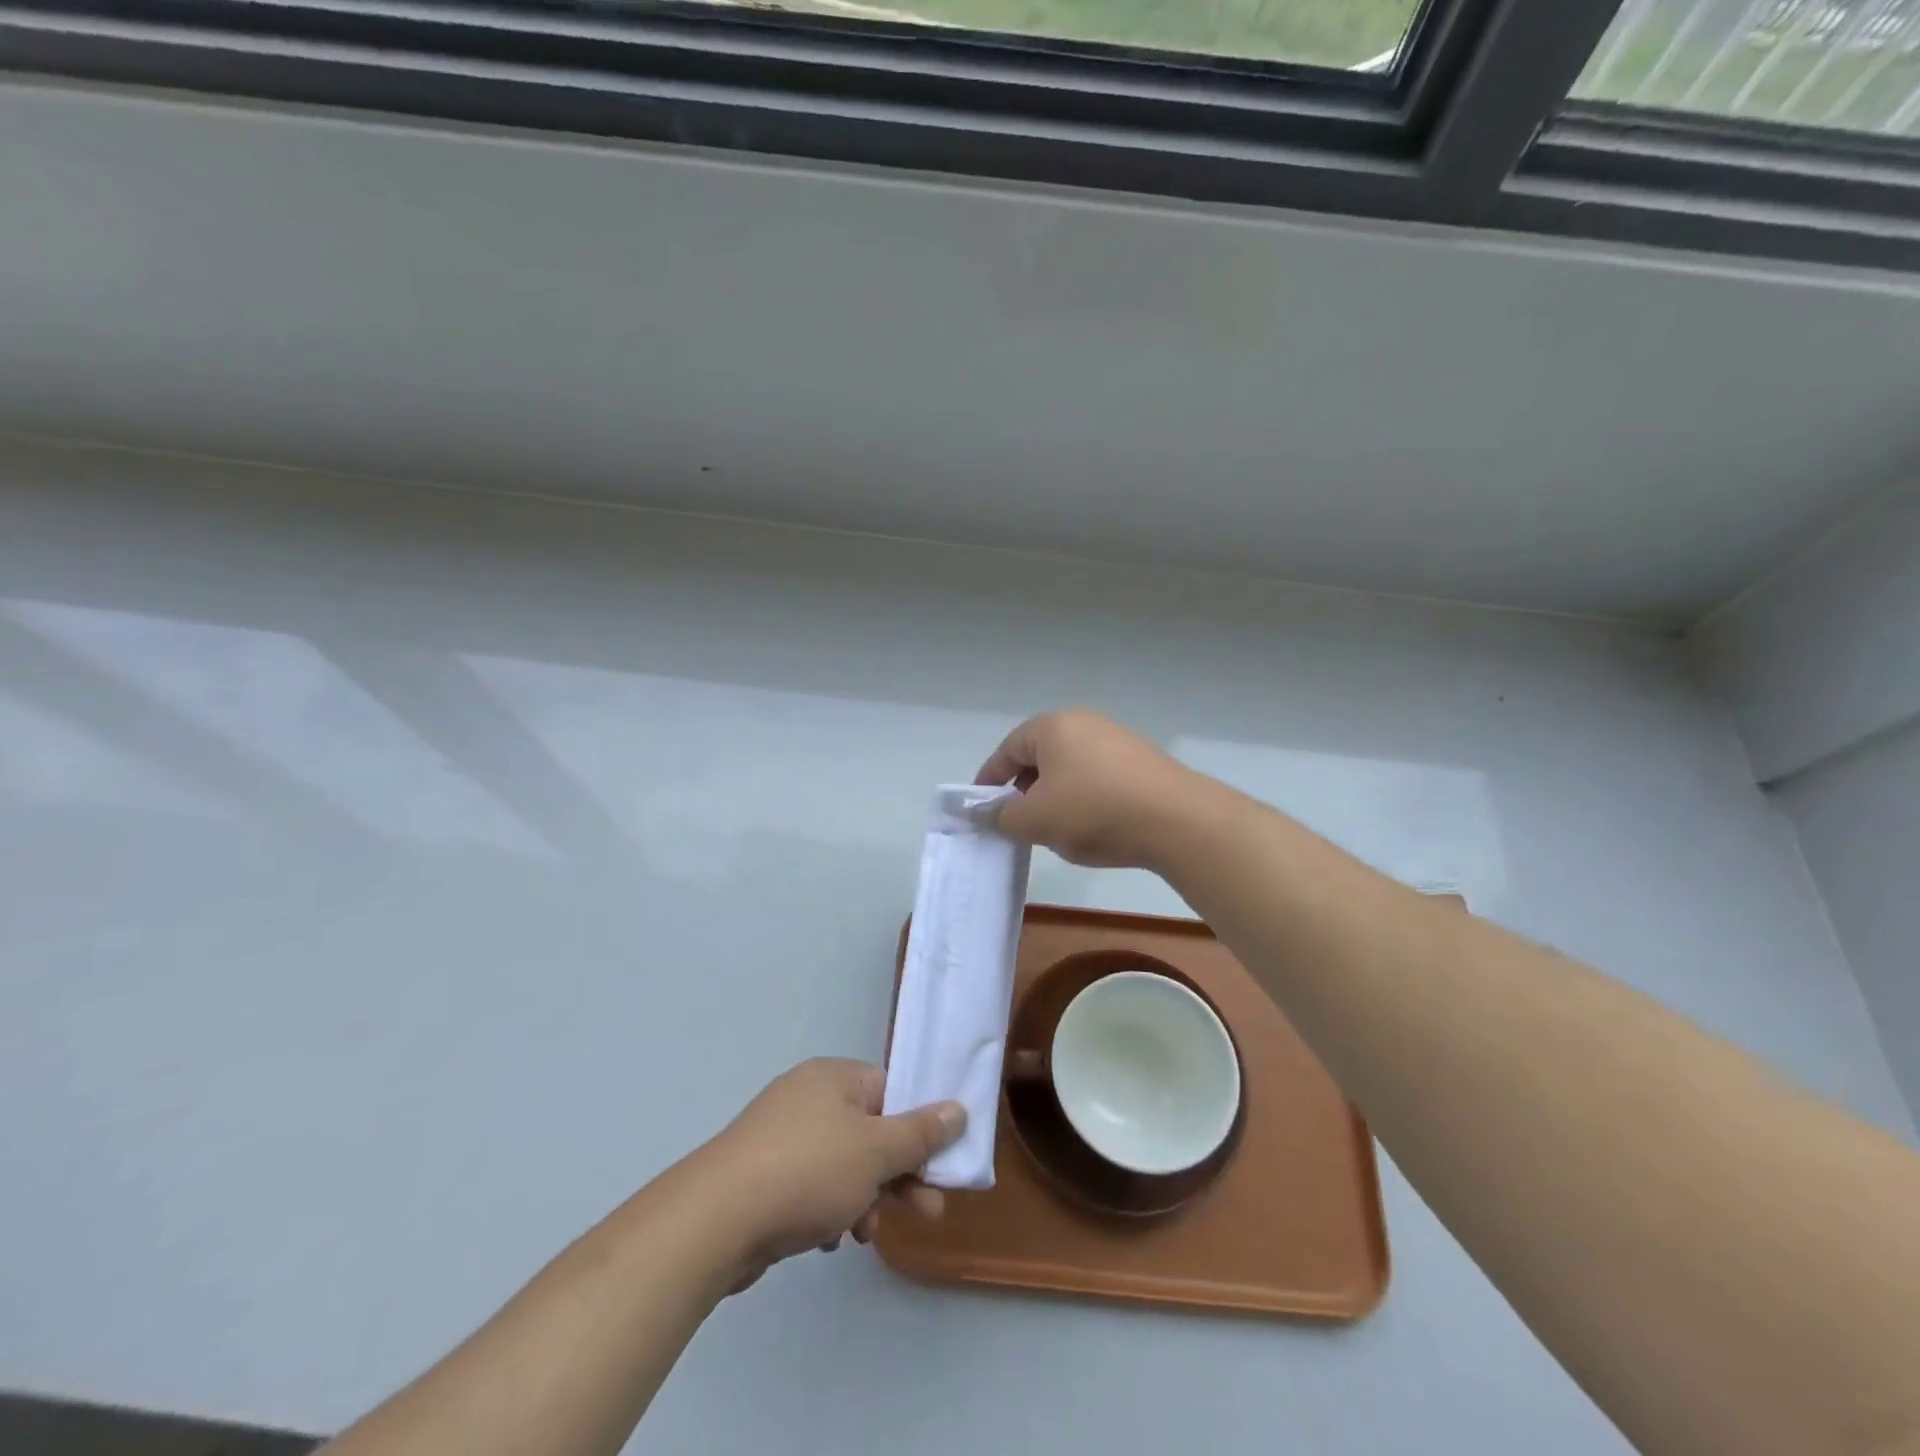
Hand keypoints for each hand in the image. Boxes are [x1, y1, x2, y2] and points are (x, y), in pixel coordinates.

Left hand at [694, 1058, 963, 1291]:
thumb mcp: (876, 1152)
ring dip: (864, 1198)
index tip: (938, 1166)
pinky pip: (812, 1185)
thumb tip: (959, 1108)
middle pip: (870, 1131)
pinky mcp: (762, 1173)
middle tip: (927, 1212)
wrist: (715, 1220)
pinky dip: (828, 1209)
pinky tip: (827, 1240)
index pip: (891, 1091)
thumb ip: (921, 1133)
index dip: (918, 1128)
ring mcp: (781, 1135)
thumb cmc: (808, 1171)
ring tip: (864, 1235)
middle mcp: (808, 1096)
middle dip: (899, 1174)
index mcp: (834, 1077)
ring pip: (843, 1164)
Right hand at [976, 709, 1202, 868]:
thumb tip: (991, 813)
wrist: (1176, 820)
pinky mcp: (1143, 762)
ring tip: (1056, 830)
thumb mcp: (1033, 820)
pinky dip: (1086, 800)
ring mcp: (1118, 740)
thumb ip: (1002, 816)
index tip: (981, 806)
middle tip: (1018, 821)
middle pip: (1040, 756)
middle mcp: (1085, 723)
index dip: (990, 779)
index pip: (1008, 749)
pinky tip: (1094, 828)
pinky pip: (1099, 778)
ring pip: (1071, 769)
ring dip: (1056, 797)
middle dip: (1024, 789)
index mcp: (1053, 727)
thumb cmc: (1092, 811)